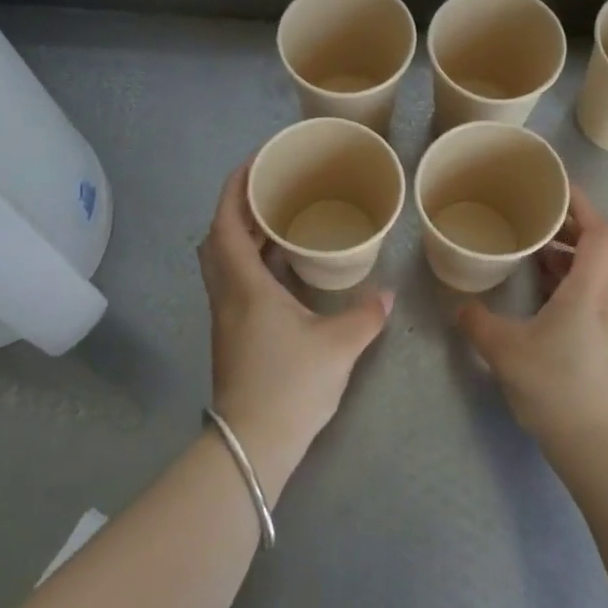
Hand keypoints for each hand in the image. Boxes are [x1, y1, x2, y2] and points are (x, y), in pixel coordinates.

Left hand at [197, 158, 392, 501]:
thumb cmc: (291, 385)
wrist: (254, 444)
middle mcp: (227, 295)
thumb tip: (388, 296)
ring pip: (223, 262)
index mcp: (245, 285)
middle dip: (240, 208)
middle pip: (218, 238)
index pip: (227, 223)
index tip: (254, 163)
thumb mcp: (338, 346)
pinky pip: (234, 282)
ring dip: (243, 236)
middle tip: (273, 190)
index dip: (235, 188)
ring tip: (279, 222)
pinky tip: (283, 270)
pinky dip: (252, 263)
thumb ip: (366, 316)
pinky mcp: (232, 336)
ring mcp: (226, 317)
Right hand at [456, 187, 607, 456]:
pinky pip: (595, 292)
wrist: (600, 447)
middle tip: (539, 217)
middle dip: (575, 224)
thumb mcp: (505, 352)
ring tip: (537, 249)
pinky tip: (544, 291)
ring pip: (601, 270)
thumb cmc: (556, 389)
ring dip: (574, 253)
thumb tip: (459, 307)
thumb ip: (477, 323)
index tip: (554, 188)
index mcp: (590, 291)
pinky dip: (573, 279)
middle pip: (606, 245)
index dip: (582, 204)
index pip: (600, 231)